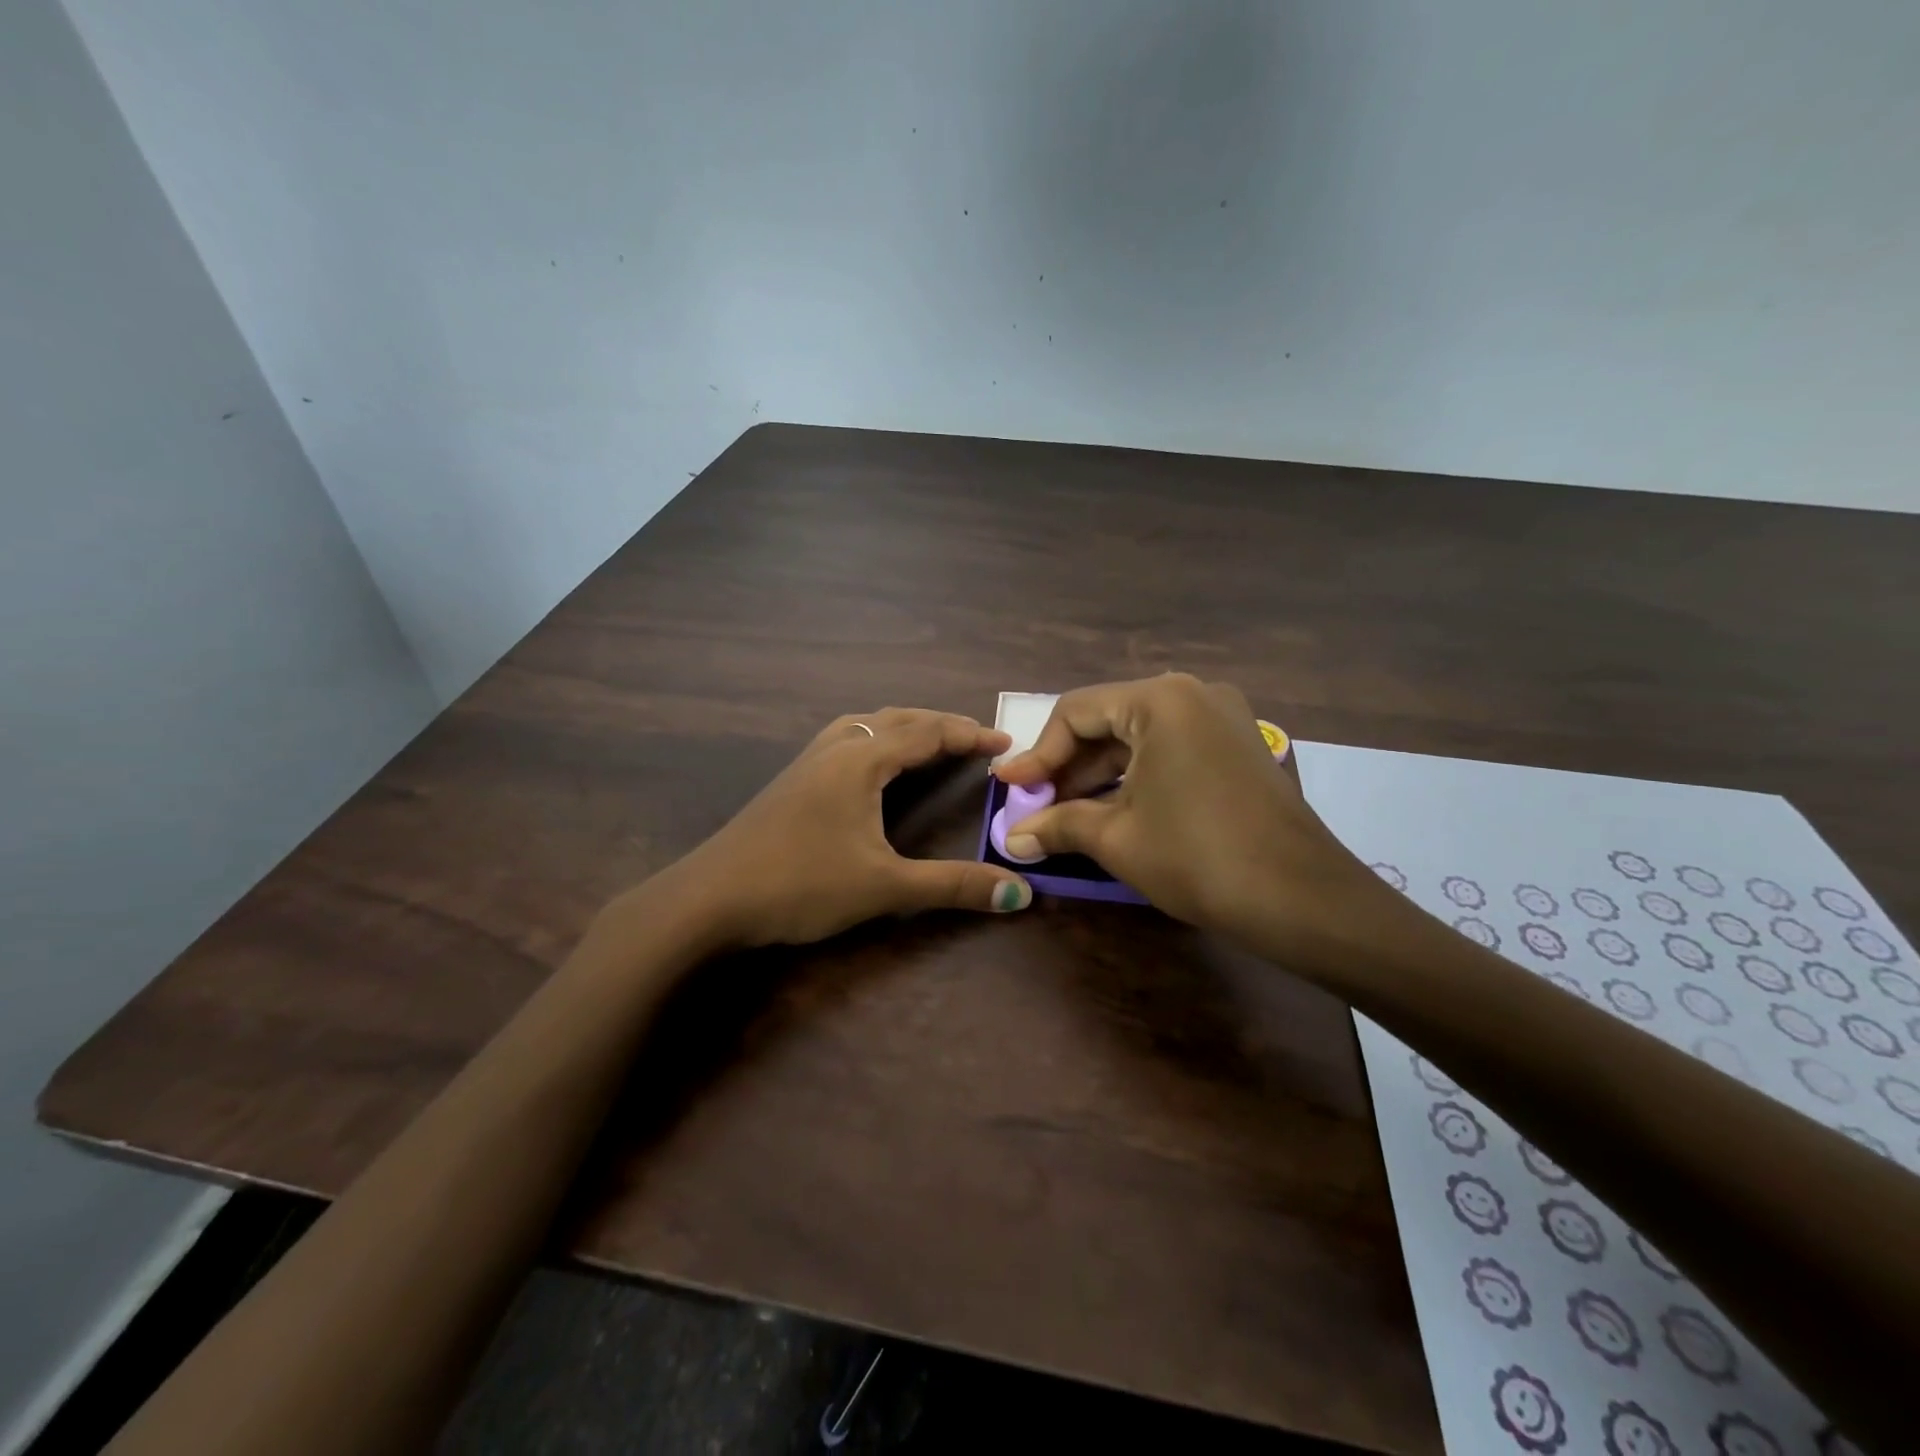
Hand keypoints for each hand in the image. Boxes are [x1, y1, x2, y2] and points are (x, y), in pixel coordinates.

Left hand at [665, 708, 1032, 947]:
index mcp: (861, 761)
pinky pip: (845, 741)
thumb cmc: (800, 884)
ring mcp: (807, 762)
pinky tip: (870, 765)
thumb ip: (953, 886)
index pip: (927, 733)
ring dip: (903, 727)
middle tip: (975, 740)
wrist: (708, 898)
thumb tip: (1021, 894)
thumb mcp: (884, 886)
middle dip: (940, 725)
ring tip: (928, 742)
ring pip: (865, 726)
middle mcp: (835, 749)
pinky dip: (874, 740)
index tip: (1006, 741)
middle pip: (897, 720)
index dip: (969, 734)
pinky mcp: (791, 781)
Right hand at [993, 674, 1381, 953]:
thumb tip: (1012, 838)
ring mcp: (1223, 718)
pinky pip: (1170, 750)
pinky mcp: (1238, 747)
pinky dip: (1135, 776)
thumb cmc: (1197, 856)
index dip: (1037, 753)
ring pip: (1140, 737)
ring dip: (1099, 774)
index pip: (1076, 712)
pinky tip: (1111, 809)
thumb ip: (1058, 825)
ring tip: (1065, 813)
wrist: (1303, 900)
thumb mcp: (1117, 838)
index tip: (1010, 789)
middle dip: (1067, 766)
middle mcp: (1193, 693)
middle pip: (1108, 721)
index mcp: (1160, 699)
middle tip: (1035, 806)